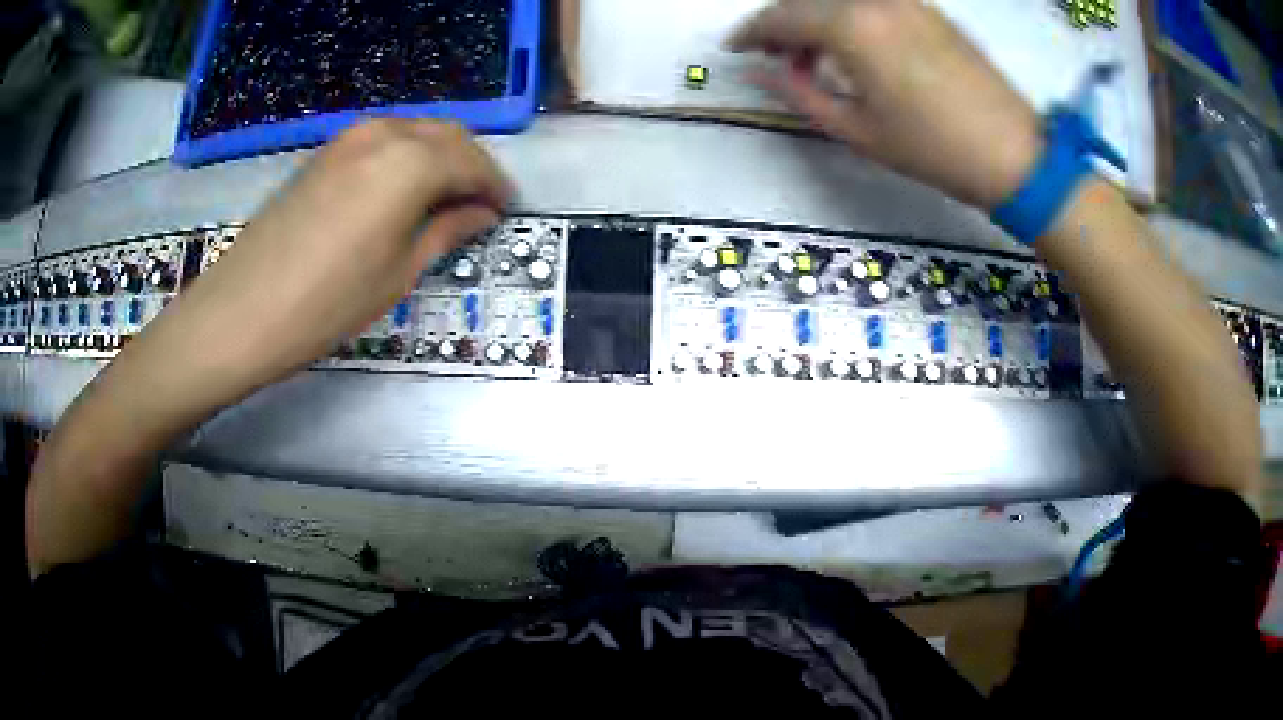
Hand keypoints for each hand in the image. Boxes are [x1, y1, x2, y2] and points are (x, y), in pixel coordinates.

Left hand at [146, 118, 513, 394]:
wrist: (242, 311)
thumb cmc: (328, 303)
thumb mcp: (399, 273)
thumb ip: (447, 230)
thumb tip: (481, 211)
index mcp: (412, 161)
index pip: (473, 160)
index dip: (495, 186)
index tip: (506, 210)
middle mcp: (385, 133)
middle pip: (447, 135)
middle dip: (471, 165)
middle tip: (479, 206)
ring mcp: (350, 138)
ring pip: (415, 133)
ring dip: (438, 159)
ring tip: (444, 201)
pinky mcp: (325, 153)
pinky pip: (383, 141)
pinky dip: (406, 159)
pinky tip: (402, 193)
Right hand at [728, 0, 1043, 209]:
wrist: (1013, 154)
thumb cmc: (932, 149)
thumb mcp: (857, 130)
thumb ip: (799, 94)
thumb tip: (760, 75)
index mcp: (851, 26)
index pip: (781, 16)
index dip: (750, 33)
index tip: (735, 50)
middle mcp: (875, 0)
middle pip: (808, 0)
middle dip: (781, 25)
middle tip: (775, 59)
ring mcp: (907, 0)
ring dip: (816, 19)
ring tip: (815, 58)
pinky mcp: (929, 10)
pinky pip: (872, 2)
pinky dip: (849, 16)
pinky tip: (855, 49)